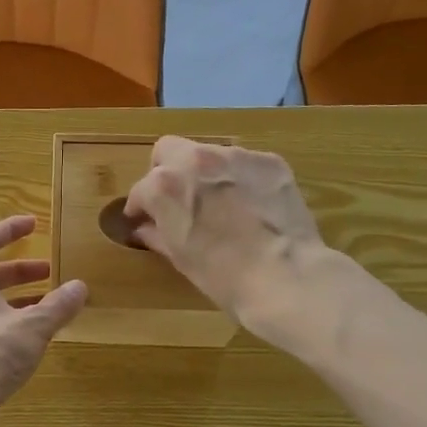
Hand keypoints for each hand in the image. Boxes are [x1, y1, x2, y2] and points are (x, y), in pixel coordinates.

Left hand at [0, 216, 87, 411]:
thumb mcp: (31, 327)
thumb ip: (57, 306)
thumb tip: (80, 287)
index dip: (10, 229)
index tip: (34, 224)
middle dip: (21, 270)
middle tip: (51, 271)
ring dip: (19, 299)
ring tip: (50, 306)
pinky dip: (12, 323)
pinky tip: (34, 339)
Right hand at [123, 137, 336, 349]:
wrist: (284, 276)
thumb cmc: (221, 275)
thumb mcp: (180, 257)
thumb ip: (156, 234)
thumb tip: (144, 228)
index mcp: (164, 186)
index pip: (141, 189)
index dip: (141, 207)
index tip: (145, 219)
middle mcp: (195, 160)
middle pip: (168, 150)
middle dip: (167, 171)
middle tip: (178, 199)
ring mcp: (235, 156)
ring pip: (208, 154)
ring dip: (206, 173)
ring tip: (220, 203)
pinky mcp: (269, 161)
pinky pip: (244, 164)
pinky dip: (240, 179)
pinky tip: (251, 205)